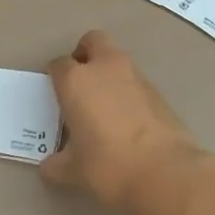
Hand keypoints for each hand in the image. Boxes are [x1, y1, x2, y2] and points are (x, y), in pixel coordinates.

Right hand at [41, 31, 207, 214]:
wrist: (165, 173)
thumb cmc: (108, 166)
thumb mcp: (73, 171)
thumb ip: (56, 164)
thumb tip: (49, 166)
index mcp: (77, 81)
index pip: (59, 65)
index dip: (56, 78)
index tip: (56, 97)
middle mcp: (105, 68)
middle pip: (93, 41)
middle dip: (85, 54)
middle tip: (81, 82)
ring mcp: (135, 76)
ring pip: (117, 59)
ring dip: (108, 73)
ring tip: (104, 106)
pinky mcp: (158, 91)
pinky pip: (135, 81)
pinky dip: (128, 91)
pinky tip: (127, 120)